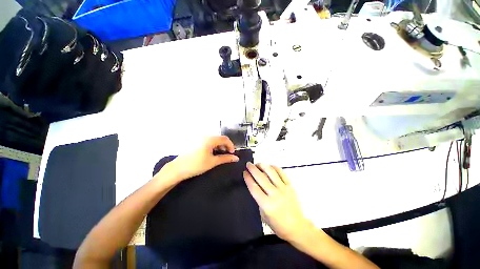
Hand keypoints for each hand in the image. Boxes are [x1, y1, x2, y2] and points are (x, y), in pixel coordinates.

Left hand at [164, 136, 239, 182]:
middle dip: (225, 146)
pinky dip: (213, 147)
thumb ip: (226, 158)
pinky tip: (212, 154)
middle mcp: (205, 136)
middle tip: (227, 155)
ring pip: (214, 140)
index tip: (232, 153)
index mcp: (210, 139)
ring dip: (219, 146)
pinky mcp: (196, 142)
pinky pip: (208, 142)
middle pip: (220, 138)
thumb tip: (236, 158)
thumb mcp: (213, 162)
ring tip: (220, 155)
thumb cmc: (196, 165)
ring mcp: (200, 139)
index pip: (225, 139)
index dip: (231, 145)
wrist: (178, 169)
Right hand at [243, 163, 311, 241]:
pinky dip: (274, 167)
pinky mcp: (290, 185)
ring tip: (258, 163)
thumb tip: (254, 185)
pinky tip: (269, 166)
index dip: (248, 178)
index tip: (244, 172)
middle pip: (261, 177)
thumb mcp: (263, 215)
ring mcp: (283, 188)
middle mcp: (275, 194)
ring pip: (271, 172)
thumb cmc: (278, 224)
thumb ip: (258, 200)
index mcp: (267, 204)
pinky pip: (281, 173)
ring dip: (263, 165)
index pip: (254, 187)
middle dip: (253, 169)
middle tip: (248, 164)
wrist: (297, 227)